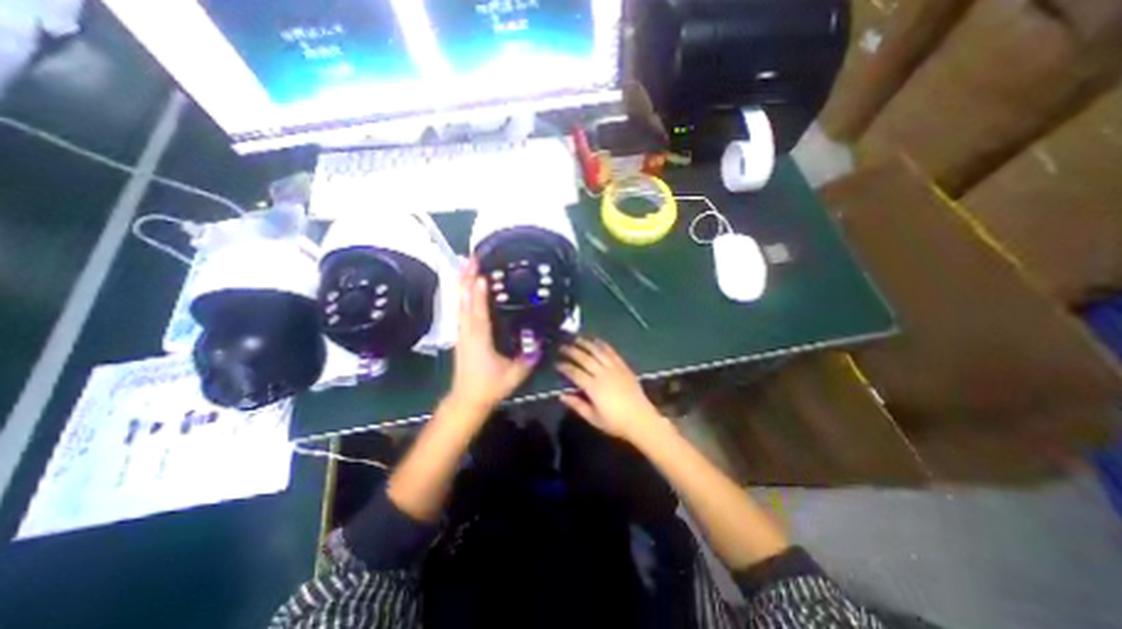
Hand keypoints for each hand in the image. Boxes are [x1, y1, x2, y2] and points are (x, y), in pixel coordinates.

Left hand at [447, 257, 533, 412]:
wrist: (467, 399)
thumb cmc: (490, 387)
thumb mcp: (514, 374)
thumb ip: (528, 357)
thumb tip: (540, 339)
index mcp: (479, 340)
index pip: (478, 313)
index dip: (478, 293)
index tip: (480, 274)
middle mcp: (467, 332)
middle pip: (464, 301)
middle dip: (466, 278)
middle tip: (470, 258)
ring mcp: (462, 333)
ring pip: (460, 303)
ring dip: (463, 283)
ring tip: (466, 265)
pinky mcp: (461, 335)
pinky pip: (461, 310)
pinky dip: (463, 295)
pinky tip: (466, 287)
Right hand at [556, 338, 658, 441]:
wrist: (641, 420)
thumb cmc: (615, 422)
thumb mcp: (593, 418)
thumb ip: (577, 405)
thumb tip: (561, 396)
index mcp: (594, 388)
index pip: (575, 373)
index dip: (565, 367)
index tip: (557, 364)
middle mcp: (603, 374)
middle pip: (585, 359)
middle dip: (572, 351)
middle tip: (563, 347)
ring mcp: (614, 369)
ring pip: (598, 352)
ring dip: (586, 344)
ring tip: (577, 338)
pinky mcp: (624, 367)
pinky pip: (612, 353)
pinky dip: (603, 345)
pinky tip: (596, 341)